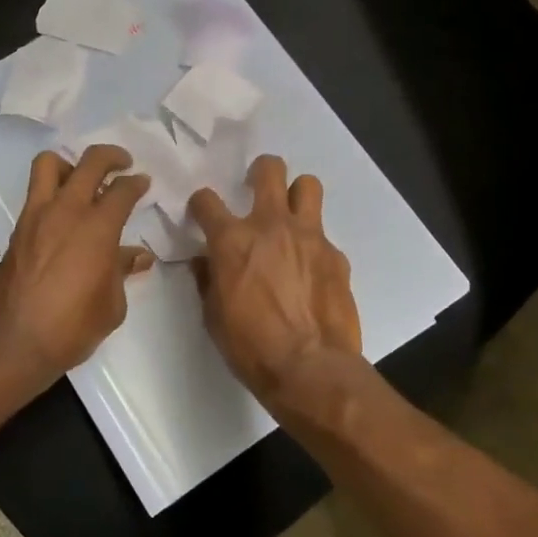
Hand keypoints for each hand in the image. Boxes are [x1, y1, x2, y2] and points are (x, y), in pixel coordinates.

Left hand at [0, 145, 154, 391]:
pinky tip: (65, 215)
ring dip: (71, 165)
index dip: (137, 183)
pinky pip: (36, 194)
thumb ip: (122, 271)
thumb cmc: (71, 328)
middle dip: (111, 156)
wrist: (13, 344)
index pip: (122, 190)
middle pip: (89, 162)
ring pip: (49, 164)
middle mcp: (66, 212)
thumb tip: (137, 255)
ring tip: (83, 181)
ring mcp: (36, 217)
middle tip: (122, 163)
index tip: (143, 183)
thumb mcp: (111, 305)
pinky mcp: (17, 230)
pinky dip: (53, 191)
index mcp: (97, 228)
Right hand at [187, 155, 361, 408]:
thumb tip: (205, 262)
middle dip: (260, 171)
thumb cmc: (250, 346)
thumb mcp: (213, 316)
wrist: (310, 368)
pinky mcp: (336, 255)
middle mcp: (271, 225)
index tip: (202, 212)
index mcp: (232, 240)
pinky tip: (311, 270)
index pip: (207, 201)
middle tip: (256, 188)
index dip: (201, 203)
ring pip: (307, 185)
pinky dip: (313, 244)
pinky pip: (324, 235)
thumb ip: (208, 279)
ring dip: (296, 194)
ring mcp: (309, 236)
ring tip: (291, 215)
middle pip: (269, 169)